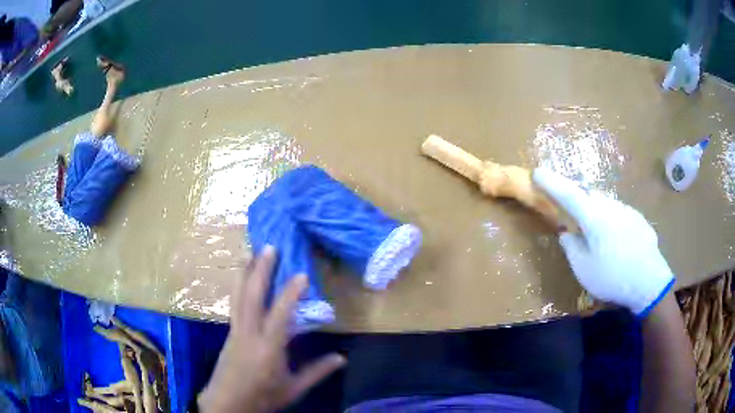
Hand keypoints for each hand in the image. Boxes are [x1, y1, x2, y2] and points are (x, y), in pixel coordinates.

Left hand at [198, 246, 345, 412]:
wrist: (227, 403)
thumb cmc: (262, 397)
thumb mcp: (293, 389)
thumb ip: (317, 372)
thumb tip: (342, 358)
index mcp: (268, 349)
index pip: (280, 315)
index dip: (290, 294)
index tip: (301, 274)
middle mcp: (248, 334)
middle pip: (252, 296)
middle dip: (260, 270)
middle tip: (269, 247)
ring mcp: (235, 331)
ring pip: (238, 296)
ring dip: (244, 272)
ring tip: (249, 252)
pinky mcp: (229, 333)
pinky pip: (234, 304)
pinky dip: (239, 286)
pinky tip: (242, 279)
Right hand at [532, 169, 674, 315]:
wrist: (649, 282)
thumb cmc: (612, 277)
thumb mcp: (584, 269)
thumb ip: (572, 248)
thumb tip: (567, 233)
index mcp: (593, 217)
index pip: (568, 194)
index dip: (551, 182)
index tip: (537, 172)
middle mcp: (610, 206)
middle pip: (587, 194)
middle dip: (574, 196)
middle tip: (568, 209)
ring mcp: (626, 210)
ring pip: (604, 203)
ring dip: (593, 209)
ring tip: (594, 232)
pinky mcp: (637, 218)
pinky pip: (618, 212)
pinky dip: (610, 219)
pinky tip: (615, 241)